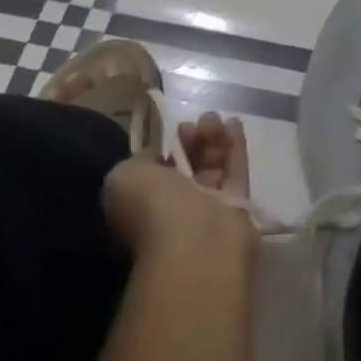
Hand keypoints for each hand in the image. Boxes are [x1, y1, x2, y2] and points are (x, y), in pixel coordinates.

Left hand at [101, 113, 256, 264]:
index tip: (175, 131)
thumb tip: (161, 157)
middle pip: (188, 165)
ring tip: (214, 119)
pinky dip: (235, 145)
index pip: (158, 172)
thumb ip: (139, 160)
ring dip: (213, 138)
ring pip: (213, 166)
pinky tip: (234, 122)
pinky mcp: (237, 206)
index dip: (166, 147)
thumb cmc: (153, 208)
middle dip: (192, 140)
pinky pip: (236, 170)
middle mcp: (176, 209)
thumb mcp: (124, 177)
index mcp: (145, 206)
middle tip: (196, 124)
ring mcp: (208, 208)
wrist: (196, 242)